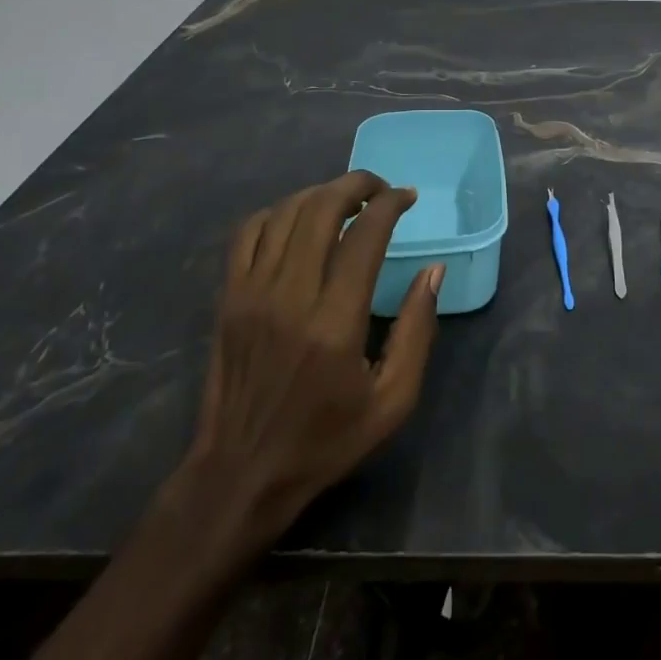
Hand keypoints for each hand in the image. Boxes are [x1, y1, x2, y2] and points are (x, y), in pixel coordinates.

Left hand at [161, 171, 441, 573]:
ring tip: (345, 198)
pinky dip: (276, 213)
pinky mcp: (228, 299)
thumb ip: (417, 331)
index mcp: (335, 323)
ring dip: (319, 194)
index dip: (390, 204)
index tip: (408, 197)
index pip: (364, 236)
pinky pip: (248, 234)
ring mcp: (251, 294)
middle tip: (380, 188)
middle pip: (320, 209)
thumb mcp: (393, 400)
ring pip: (284, 214)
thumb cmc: (326, 439)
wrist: (241, 474)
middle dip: (356, 185)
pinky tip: (297, 220)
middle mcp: (289, 296)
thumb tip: (433, 272)